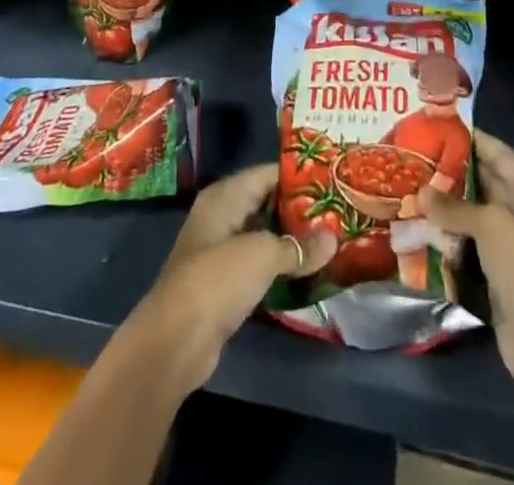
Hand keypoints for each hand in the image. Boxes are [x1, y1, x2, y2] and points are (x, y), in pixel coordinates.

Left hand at [126, 164, 333, 392]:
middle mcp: (221, 216)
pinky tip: (307, 274)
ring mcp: (220, 251)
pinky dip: (280, 268)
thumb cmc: (218, 279)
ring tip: (330, 242)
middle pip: (267, 204)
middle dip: (300, 211)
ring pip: (264, 237)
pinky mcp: (223, 284)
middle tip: (337, 213)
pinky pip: (258, 266)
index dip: (300, 176)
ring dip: (291, 242)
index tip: (332, 181)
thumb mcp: (263, 255)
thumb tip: (333, 239)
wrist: (176, 341)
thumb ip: (298, 246)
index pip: (268, 174)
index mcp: (225, 195)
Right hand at [417, 131, 513, 388]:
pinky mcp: (491, 275)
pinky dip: (443, 238)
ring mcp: (506, 247)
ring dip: (442, 206)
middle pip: (481, 183)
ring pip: (469, 216)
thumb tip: (420, 193)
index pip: (497, 153)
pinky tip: (414, 226)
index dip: (468, 138)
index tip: (433, 124)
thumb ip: (455, 207)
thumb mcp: (493, 226)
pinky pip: (463, 246)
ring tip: (405, 186)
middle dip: (449, 171)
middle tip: (411, 155)